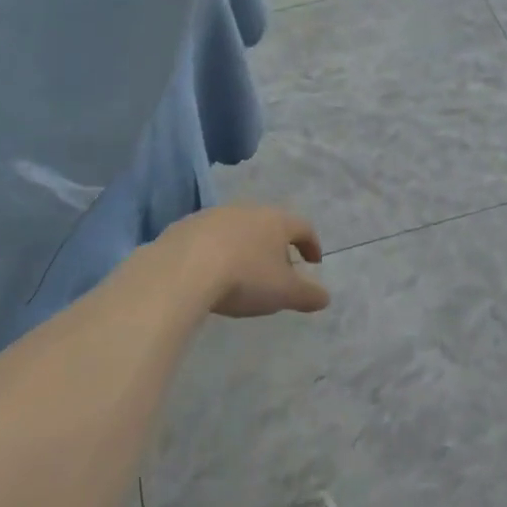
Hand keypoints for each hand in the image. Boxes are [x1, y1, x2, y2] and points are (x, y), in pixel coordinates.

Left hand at [161, 204, 328, 318]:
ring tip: (242, 272)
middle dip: (276, 246)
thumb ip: (307, 294)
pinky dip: (215, 251)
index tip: (314, 262)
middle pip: (268, 224)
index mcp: (275, 221)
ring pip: (237, 228)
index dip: (311, 244)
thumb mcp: (283, 293)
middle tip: (277, 270)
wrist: (181, 270)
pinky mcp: (184, 226)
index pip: (302, 227)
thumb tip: (325, 297)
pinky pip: (208, 238)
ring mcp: (213, 215)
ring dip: (244, 247)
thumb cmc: (243, 278)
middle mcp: (246, 210)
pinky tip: (210, 272)